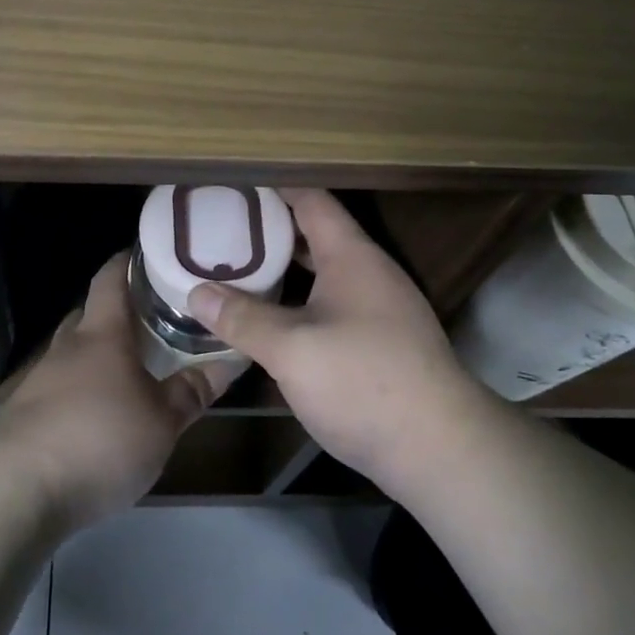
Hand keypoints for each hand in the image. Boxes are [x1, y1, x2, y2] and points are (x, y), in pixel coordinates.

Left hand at [0, 253, 234, 530]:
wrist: (18, 491)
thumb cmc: (100, 440)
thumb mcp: (162, 421)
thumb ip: (193, 389)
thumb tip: (231, 358)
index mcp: (101, 335)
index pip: (110, 279)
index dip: (127, 262)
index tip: (149, 255)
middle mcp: (67, 347)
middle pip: (89, 313)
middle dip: (117, 312)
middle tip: (152, 318)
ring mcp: (40, 379)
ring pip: (73, 352)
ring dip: (98, 354)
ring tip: (131, 367)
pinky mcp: (25, 414)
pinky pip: (59, 386)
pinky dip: (81, 387)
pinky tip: (99, 412)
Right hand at [186, 189, 484, 496]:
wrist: (439, 449)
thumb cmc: (363, 381)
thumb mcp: (292, 349)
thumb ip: (242, 318)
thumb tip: (195, 292)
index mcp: (351, 256)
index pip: (311, 199)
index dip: (273, 186)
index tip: (232, 184)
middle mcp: (367, 273)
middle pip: (313, 235)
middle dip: (268, 230)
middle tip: (219, 229)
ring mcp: (376, 309)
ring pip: (320, 275)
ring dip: (281, 270)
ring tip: (233, 269)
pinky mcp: (378, 344)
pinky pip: (328, 306)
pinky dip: (296, 303)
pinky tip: (268, 320)